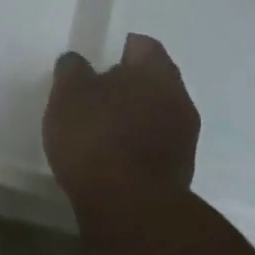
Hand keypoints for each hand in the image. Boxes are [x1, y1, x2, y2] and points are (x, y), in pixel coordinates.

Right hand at [43, 33, 199, 209]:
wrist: (130, 209)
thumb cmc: (97, 138)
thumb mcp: (69, 94)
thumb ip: (73, 70)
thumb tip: (78, 62)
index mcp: (156, 71)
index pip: (143, 45)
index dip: (118, 49)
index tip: (96, 61)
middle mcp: (179, 98)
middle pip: (153, 80)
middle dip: (127, 84)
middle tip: (94, 94)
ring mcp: (185, 137)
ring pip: (156, 112)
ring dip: (133, 116)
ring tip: (100, 129)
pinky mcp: (180, 171)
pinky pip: (156, 144)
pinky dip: (137, 144)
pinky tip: (112, 157)